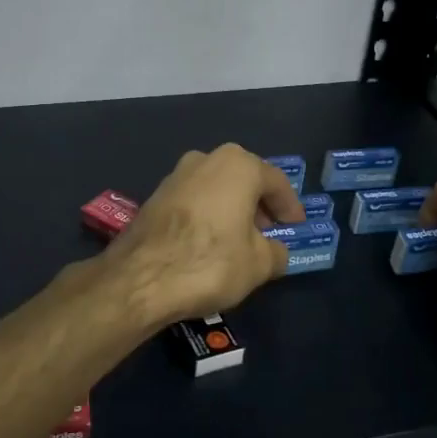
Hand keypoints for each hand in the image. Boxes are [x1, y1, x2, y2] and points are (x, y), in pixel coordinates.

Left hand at [109, 144, 305, 325]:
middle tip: (270, 233)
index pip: (276, 182)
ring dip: (232, 210)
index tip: (296, 227)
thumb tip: (276, 251)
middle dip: (259, 206)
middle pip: (244, 180)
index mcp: (238, 165)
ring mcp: (175, 175)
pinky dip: (208, 216)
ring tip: (241, 241)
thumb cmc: (211, 262)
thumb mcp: (259, 264)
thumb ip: (276, 252)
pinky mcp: (155, 196)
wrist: (140, 278)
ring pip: (216, 189)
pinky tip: (210, 243)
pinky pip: (194, 201)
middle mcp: (205, 159)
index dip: (290, 207)